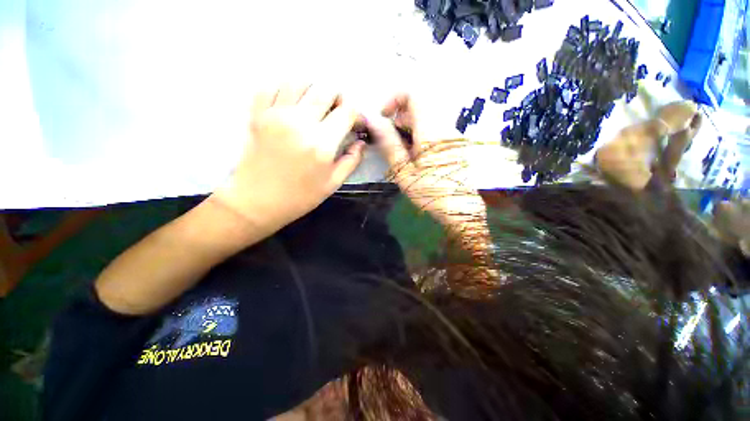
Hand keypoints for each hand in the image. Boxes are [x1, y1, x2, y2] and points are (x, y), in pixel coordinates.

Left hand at [214, 84, 364, 230]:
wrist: (257, 202)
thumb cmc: (299, 197)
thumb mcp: (332, 184)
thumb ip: (351, 161)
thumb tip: (361, 142)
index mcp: (322, 143)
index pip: (347, 111)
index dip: (355, 113)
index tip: (354, 123)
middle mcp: (300, 122)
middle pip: (325, 89)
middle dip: (337, 97)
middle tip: (337, 112)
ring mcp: (276, 115)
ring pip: (299, 81)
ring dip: (313, 89)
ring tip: (315, 105)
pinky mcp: (257, 115)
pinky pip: (272, 87)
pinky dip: (285, 89)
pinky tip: (292, 103)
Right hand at [366, 94, 487, 240]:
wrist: (459, 208)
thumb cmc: (429, 192)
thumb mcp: (403, 171)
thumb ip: (389, 143)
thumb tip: (373, 120)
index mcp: (430, 131)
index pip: (414, 95)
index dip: (395, 99)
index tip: (384, 117)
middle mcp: (444, 126)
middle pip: (419, 106)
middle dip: (400, 119)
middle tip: (392, 143)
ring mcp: (451, 133)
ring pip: (426, 117)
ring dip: (409, 128)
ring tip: (403, 153)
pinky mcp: (454, 142)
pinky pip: (434, 128)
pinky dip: (420, 135)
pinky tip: (417, 155)